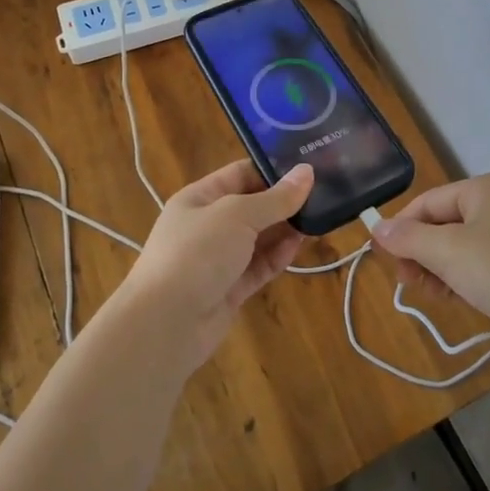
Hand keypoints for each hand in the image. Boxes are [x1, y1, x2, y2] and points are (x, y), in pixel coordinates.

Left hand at [111, 160, 312, 368]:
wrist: (164, 325)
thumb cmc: (196, 253)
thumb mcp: (237, 215)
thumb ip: (275, 198)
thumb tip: (307, 172)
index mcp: (200, 198)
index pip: (241, 173)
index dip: (272, 169)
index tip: (309, 165)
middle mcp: (208, 225)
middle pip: (252, 206)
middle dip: (283, 201)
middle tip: (324, 192)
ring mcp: (218, 259)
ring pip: (258, 238)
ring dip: (284, 229)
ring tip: (321, 217)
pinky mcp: (228, 290)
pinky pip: (258, 267)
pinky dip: (278, 256)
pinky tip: (300, 245)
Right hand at [369, 172, 489, 364]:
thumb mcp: (449, 253)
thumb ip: (409, 238)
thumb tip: (376, 226)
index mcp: (484, 188)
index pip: (427, 201)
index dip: (401, 230)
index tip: (385, 262)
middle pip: (443, 222)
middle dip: (422, 252)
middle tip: (409, 284)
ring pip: (461, 245)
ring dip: (440, 268)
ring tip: (434, 295)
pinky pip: (482, 262)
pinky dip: (464, 277)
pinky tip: (457, 298)